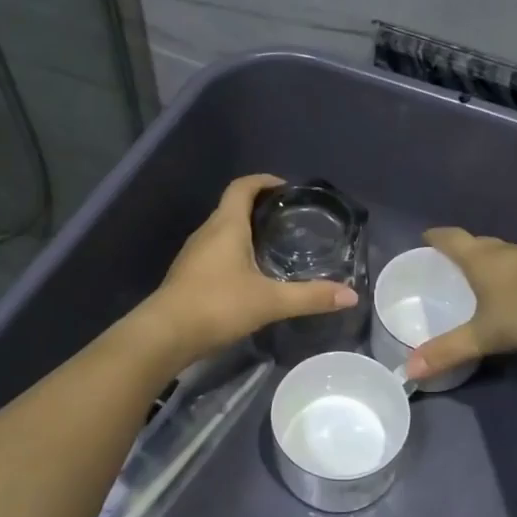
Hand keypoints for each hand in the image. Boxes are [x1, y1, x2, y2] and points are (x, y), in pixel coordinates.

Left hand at [146, 174, 358, 361]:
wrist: (165, 335)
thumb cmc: (217, 305)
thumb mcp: (269, 301)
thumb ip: (310, 297)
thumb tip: (351, 295)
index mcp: (226, 226)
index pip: (243, 187)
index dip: (264, 181)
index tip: (287, 188)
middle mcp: (207, 232)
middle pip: (233, 207)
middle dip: (260, 208)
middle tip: (290, 220)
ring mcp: (194, 254)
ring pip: (223, 231)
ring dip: (246, 232)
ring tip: (275, 246)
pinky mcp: (188, 275)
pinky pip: (216, 252)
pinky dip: (235, 253)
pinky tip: (251, 275)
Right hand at [405, 228, 516, 379]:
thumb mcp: (483, 335)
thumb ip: (448, 351)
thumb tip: (409, 370)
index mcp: (479, 259)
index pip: (451, 239)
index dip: (436, 237)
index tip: (425, 237)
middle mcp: (503, 251)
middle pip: (477, 243)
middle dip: (461, 249)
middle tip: (449, 261)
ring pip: (502, 254)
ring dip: (489, 261)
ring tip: (479, 276)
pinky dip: (511, 274)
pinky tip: (515, 291)